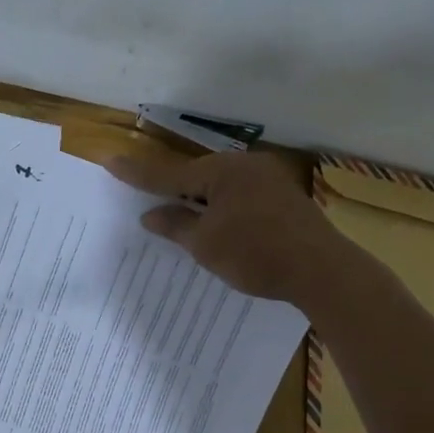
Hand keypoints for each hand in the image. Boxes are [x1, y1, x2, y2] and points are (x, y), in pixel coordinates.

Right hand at [104, 147, 340, 302]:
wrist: (323, 271)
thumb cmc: (256, 255)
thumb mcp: (205, 244)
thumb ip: (175, 225)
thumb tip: (150, 215)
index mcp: (222, 171)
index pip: (168, 174)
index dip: (136, 174)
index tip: (110, 161)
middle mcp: (245, 166)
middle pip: (196, 176)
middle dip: (172, 189)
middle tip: (145, 195)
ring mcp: (269, 180)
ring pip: (220, 187)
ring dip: (199, 202)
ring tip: (179, 216)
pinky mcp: (283, 198)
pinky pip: (240, 197)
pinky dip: (222, 209)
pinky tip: (217, 225)